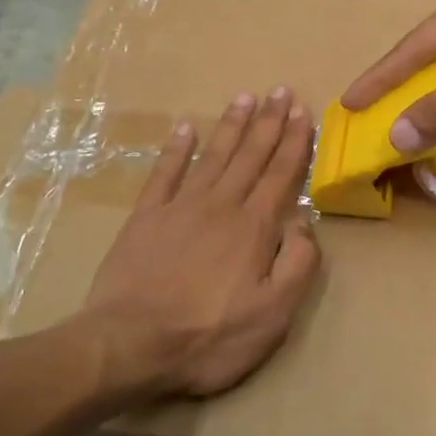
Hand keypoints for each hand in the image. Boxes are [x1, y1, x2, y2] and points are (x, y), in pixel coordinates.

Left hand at [80, 88, 322, 399]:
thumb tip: (305, 222)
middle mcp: (220, 205)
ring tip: (244, 97)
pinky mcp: (146, 217)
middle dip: (268, 122)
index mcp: (254, 227)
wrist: (130, 344)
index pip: (280, 175)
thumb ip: (298, 264)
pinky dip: (176, 149)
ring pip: (213, 156)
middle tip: (279, 91)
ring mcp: (180, 207)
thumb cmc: (209, 336)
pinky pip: (164, 173)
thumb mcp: (273, 315)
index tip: (302, 111)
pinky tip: (186, 127)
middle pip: (250, 156)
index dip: (293, 142)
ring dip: (231, 126)